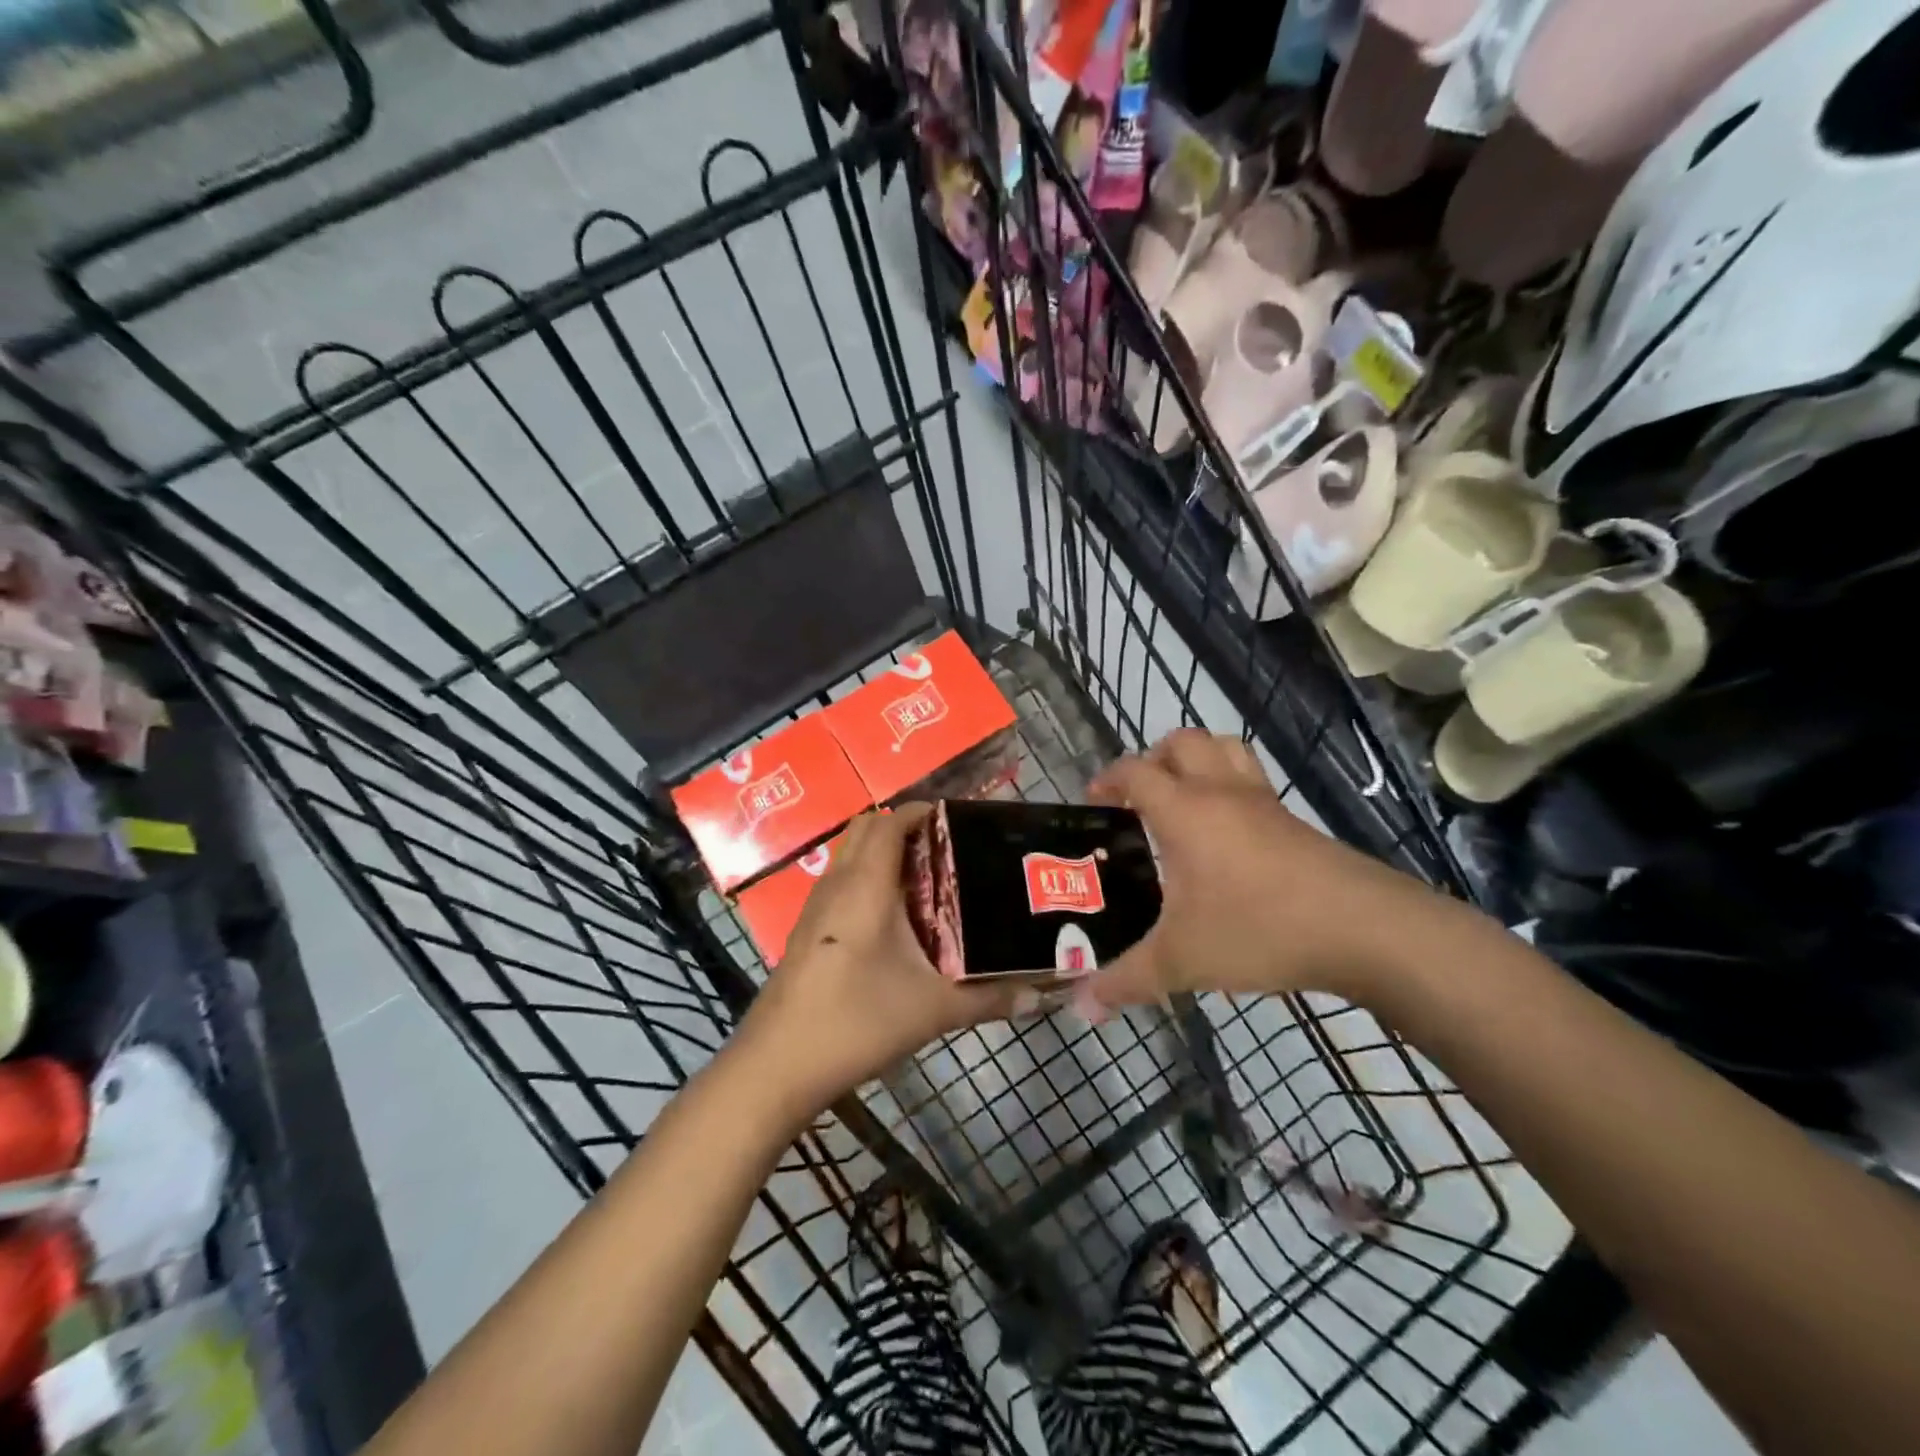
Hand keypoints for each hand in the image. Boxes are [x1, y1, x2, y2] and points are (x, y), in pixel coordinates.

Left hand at [734, 807, 1025, 1110]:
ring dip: (883, 854)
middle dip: (904, 828)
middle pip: (867, 829)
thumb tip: (1041, 995)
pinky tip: (892, 923)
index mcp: (866, 884)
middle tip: (947, 851)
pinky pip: (840, 884)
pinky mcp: (806, 932)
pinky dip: (866, 881)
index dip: (922, 812)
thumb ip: (990, 999)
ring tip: (928, 882)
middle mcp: (837, 883)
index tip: (958, 822)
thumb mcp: (933, 1009)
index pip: (891, 821)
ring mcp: (815, 907)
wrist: (778, 1065)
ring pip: (850, 857)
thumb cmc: (858, 1020)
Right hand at [1083, 730, 1425, 1009]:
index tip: (1094, 801)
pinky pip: (1254, 782)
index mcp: (1184, 811)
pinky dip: (1231, 788)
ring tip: (1182, 799)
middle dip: (1154, 758)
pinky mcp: (1295, 822)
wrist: (1362, 929)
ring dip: (1198, 760)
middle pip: (1183, 742)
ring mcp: (1264, 803)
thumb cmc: (1258, 929)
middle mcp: (1221, 793)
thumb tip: (1083, 1006)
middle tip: (1140, 797)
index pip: (1135, 772)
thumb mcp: (1182, 960)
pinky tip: (1228, 837)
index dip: (1109, 779)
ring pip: (1226, 749)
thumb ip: (1127, 980)